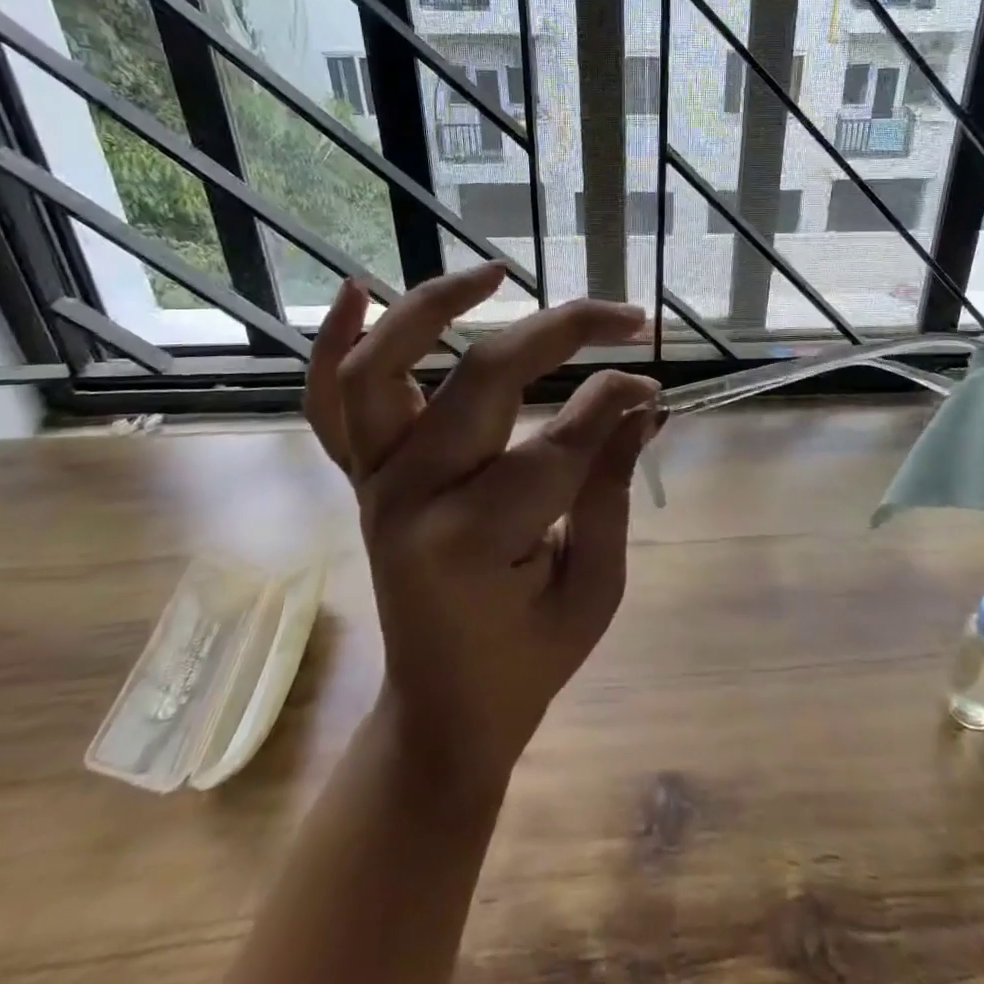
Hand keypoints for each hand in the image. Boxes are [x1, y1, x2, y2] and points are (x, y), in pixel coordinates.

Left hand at [306, 264, 659, 791]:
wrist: (440, 711)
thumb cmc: (528, 660)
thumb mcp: (595, 587)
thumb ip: (612, 485)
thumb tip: (644, 401)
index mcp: (472, 540)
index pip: (562, 440)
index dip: (616, 402)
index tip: (653, 382)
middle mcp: (408, 497)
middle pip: (482, 378)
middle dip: (563, 331)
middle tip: (623, 317)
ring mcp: (372, 481)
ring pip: (382, 368)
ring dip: (433, 307)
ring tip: (496, 272)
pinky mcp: (359, 476)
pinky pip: (329, 402)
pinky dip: (335, 342)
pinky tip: (360, 289)